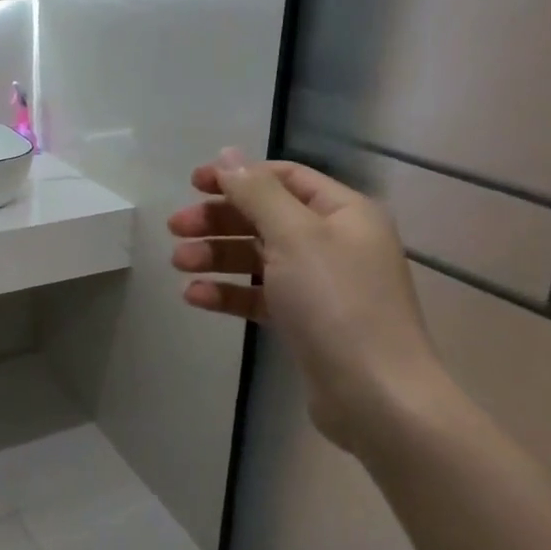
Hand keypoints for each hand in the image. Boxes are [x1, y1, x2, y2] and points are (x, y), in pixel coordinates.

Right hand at [168, 149, 448, 450]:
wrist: (374, 395)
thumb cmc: (336, 302)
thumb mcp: (294, 235)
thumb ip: (257, 192)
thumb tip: (228, 154)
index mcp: (343, 212)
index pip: (285, 178)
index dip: (238, 176)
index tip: (193, 184)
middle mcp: (334, 242)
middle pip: (266, 217)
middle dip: (219, 220)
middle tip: (176, 228)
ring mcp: (320, 285)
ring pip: (258, 258)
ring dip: (217, 256)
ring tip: (179, 264)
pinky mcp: (304, 322)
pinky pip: (259, 296)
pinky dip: (228, 293)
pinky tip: (195, 296)